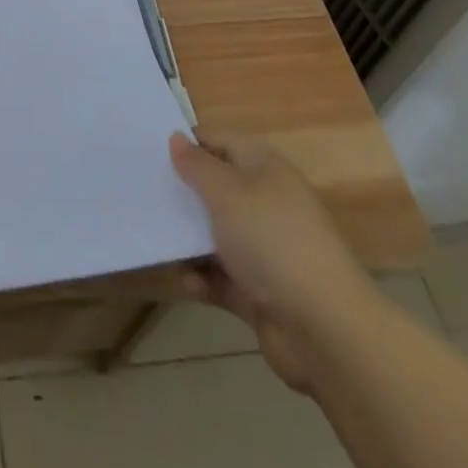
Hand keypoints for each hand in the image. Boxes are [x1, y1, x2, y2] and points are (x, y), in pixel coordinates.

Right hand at [169, 131, 382, 391]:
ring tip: (153, 238)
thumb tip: (176, 137)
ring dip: (188, 240)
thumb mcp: (226, 192)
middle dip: (183, 193)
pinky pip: (221, 277)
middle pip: (216, 189)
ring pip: (215, 234)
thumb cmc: (271, 241)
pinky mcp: (259, 292)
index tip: (151, 152)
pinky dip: (202, 279)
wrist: (324, 329)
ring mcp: (264, 249)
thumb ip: (197, 165)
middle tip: (144, 193)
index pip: (221, 142)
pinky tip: (183, 281)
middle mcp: (265, 203)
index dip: (189, 144)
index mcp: (265, 169)